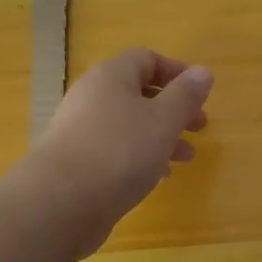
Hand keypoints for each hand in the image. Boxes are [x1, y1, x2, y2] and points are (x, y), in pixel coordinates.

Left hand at [28, 48, 211, 254]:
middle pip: (138, 93)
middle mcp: (92, 97)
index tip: (200, 93)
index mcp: (111, 77)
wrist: (60, 203)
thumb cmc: (120, 152)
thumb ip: (186, 95)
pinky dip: (140, 157)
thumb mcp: (164, 120)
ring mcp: (80, 131)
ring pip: (129, 125)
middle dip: (173, 109)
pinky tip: (158, 177)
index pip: (146, 59)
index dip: (176, 72)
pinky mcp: (76, 162)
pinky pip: (115, 150)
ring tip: (187, 157)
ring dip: (161, 136)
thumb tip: (202, 71)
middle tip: (200, 127)